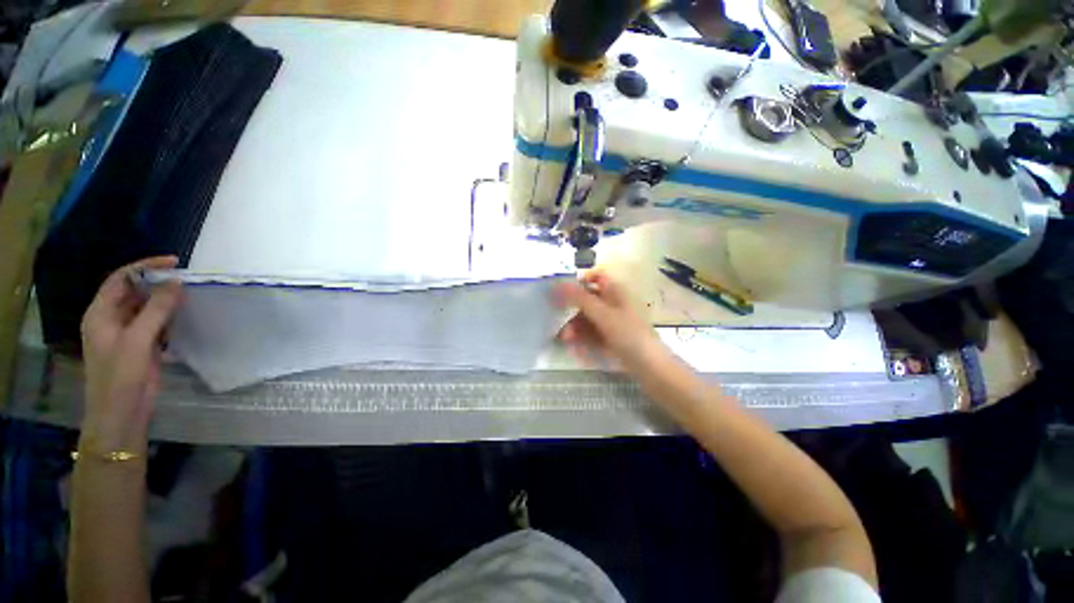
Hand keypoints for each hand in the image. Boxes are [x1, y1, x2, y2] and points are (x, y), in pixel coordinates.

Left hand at [80, 257, 182, 454]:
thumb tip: (177, 282)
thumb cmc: (121, 376)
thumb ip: (156, 310)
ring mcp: (127, 334)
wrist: (121, 413)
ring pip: (147, 308)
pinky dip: (170, 317)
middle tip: (187, 279)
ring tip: (191, 294)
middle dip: (158, 282)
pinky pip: (156, 323)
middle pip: (134, 292)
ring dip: (166, 300)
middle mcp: (112, 319)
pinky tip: (186, 315)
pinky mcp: (142, 346)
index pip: (121, 279)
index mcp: (101, 314)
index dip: (145, 266)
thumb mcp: (137, 340)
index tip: (174, 262)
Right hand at [555, 271, 668, 372]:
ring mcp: (612, 323)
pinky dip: (582, 338)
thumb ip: (580, 299)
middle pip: (587, 300)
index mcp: (616, 293)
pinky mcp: (610, 338)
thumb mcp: (603, 315)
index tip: (563, 291)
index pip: (596, 277)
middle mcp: (613, 305)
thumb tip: (557, 284)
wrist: (650, 368)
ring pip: (587, 319)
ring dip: (574, 327)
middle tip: (559, 321)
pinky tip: (574, 348)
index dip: (580, 281)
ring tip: (566, 339)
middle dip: (572, 311)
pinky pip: (591, 334)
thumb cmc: (629, 335)